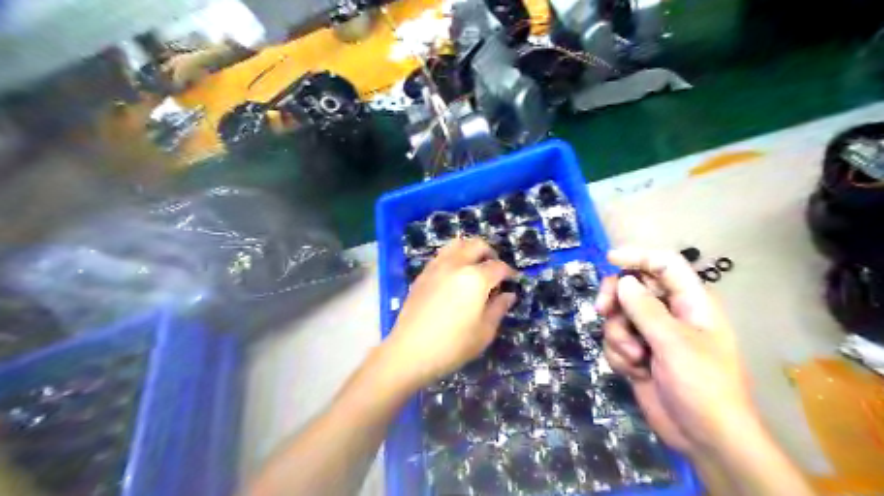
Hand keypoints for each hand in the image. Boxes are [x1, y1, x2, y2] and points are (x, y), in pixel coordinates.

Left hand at [383, 239, 514, 388]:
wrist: (409, 351)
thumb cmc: (452, 346)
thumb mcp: (484, 332)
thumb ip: (498, 309)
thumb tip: (508, 295)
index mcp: (475, 278)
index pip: (498, 266)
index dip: (509, 272)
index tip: (512, 281)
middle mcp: (456, 265)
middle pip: (477, 245)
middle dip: (490, 253)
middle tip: (494, 270)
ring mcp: (436, 267)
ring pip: (456, 244)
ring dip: (470, 250)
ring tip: (474, 267)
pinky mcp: (422, 274)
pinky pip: (442, 255)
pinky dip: (453, 257)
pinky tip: (455, 276)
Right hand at [597, 247, 755, 457]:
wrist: (704, 438)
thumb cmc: (703, 385)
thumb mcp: (674, 343)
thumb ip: (646, 309)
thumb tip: (624, 281)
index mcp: (690, 302)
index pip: (664, 264)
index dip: (638, 256)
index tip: (610, 260)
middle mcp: (669, 313)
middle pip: (632, 287)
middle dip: (615, 300)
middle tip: (603, 310)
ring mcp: (652, 335)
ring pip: (618, 317)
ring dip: (618, 337)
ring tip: (635, 359)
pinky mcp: (638, 354)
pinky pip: (615, 341)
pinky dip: (619, 355)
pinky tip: (634, 372)